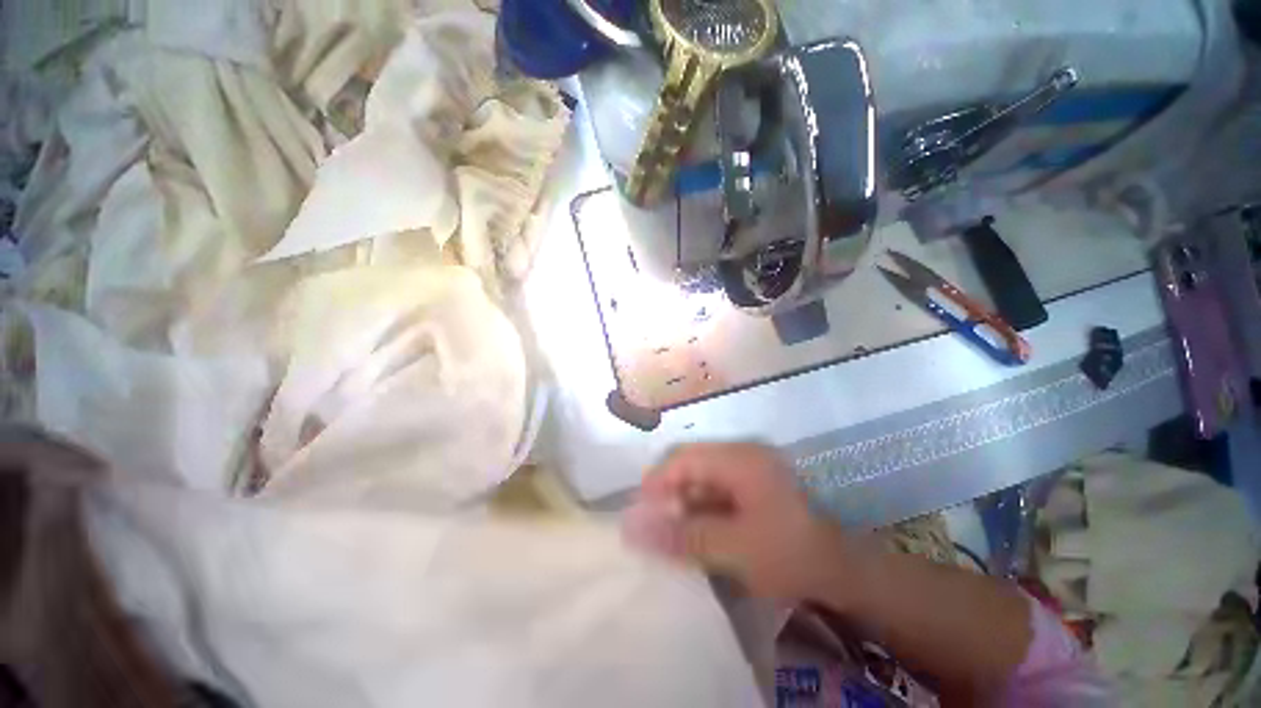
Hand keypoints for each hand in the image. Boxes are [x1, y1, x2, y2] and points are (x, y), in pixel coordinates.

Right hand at [628, 442, 851, 601]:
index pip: (682, 458)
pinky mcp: (752, 483)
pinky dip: (701, 508)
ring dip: (684, 502)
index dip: (656, 483)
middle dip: (668, 493)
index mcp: (738, 458)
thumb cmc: (790, 555)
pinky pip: (714, 488)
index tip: (640, 515)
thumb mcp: (734, 549)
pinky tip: (698, 531)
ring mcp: (748, 467)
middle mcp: (741, 453)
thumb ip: (682, 536)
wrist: (844, 571)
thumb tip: (632, 528)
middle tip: (656, 527)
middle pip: (689, 463)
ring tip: (674, 534)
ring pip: (700, 476)